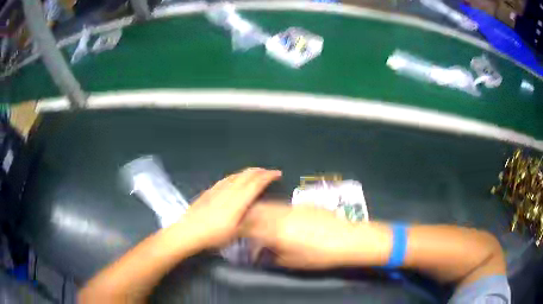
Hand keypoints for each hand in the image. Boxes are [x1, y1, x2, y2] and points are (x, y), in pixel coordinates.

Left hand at [176, 168, 281, 250]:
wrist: (188, 231)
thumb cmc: (214, 236)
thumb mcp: (235, 232)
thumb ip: (247, 219)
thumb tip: (257, 211)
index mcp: (238, 202)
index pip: (255, 184)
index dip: (267, 177)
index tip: (277, 174)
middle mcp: (229, 191)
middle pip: (246, 176)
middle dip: (260, 171)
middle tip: (269, 172)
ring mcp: (217, 189)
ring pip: (236, 176)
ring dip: (248, 172)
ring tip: (255, 172)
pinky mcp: (209, 191)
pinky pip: (226, 179)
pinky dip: (235, 176)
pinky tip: (235, 178)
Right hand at [242, 204, 365, 268]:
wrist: (346, 239)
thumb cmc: (319, 255)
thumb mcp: (293, 261)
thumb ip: (273, 255)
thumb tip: (263, 251)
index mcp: (276, 231)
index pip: (250, 226)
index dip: (240, 228)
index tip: (236, 231)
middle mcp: (281, 215)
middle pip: (257, 210)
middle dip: (247, 216)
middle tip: (246, 224)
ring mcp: (293, 208)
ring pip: (269, 205)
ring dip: (261, 212)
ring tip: (261, 221)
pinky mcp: (303, 205)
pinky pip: (283, 206)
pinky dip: (275, 211)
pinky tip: (281, 218)